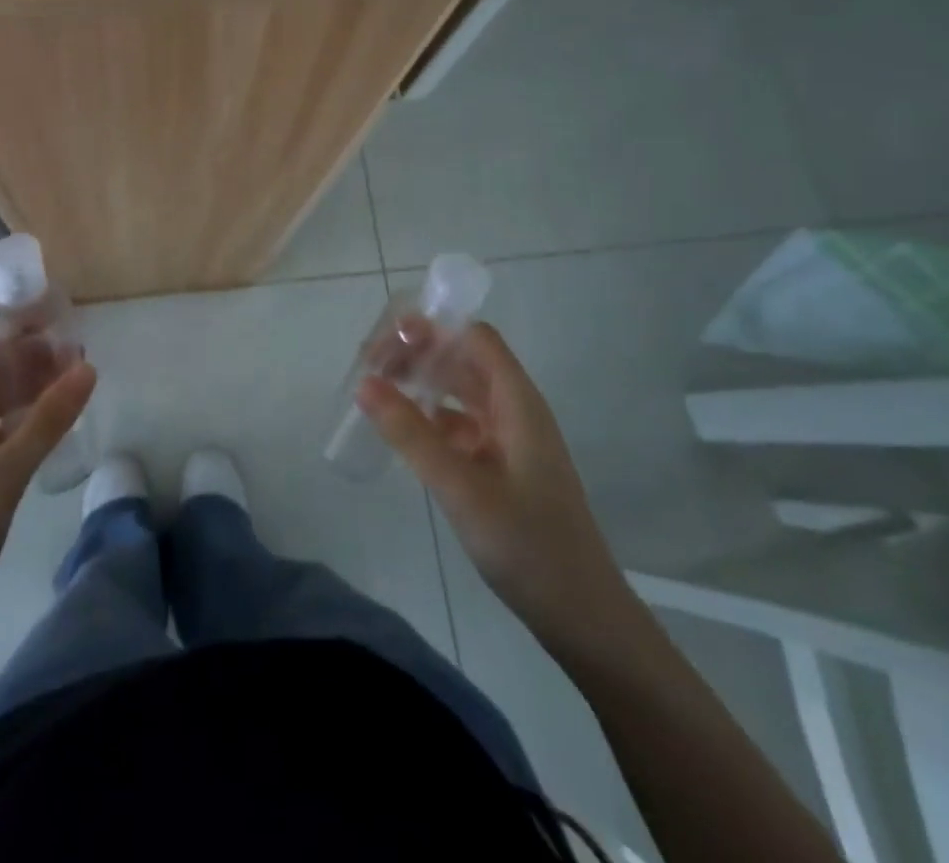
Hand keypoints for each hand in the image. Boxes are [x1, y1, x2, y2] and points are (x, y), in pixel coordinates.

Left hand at [0, 329, 94, 659]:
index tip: (61, 328)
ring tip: (78, 389)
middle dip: (32, 359)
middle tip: (82, 360)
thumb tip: (86, 367)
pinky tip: (55, 430)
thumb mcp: (3, 475)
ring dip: (32, 390)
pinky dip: (26, 423)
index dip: (15, 330)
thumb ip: (47, 421)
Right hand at [357, 322, 626, 643]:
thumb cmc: (527, 545)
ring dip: (423, 385)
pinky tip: (405, 435)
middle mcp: (516, 411)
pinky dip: (432, 420)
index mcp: (517, 402)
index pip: (473, 338)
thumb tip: (364, 382)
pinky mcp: (504, 468)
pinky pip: (463, 426)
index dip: (431, 330)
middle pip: (464, 360)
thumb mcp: (460, 487)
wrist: (583, 617)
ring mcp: (511, 440)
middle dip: (419, 354)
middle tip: (370, 367)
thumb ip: (411, 433)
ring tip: (378, 392)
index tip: (385, 343)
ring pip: (462, 393)